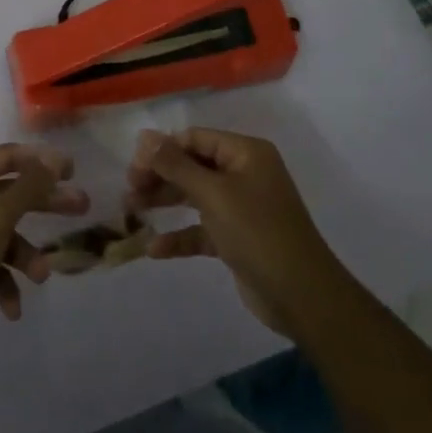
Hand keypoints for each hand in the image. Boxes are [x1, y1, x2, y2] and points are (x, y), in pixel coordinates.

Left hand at [0, 143, 89, 360]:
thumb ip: (29, 186)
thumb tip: (52, 157)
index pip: (7, 156)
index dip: (41, 161)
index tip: (73, 170)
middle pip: (9, 192)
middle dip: (44, 204)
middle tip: (81, 207)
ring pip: (2, 231)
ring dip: (24, 254)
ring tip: (41, 276)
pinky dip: (3, 280)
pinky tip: (12, 307)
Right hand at [126, 126, 350, 337]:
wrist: (302, 295)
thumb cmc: (257, 232)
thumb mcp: (213, 194)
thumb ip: (176, 165)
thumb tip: (144, 136)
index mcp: (246, 153)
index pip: (196, 139)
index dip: (163, 149)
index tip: (133, 168)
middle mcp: (245, 174)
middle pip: (193, 166)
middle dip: (160, 176)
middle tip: (129, 191)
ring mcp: (242, 207)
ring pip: (195, 196)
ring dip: (165, 203)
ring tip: (131, 212)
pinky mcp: (237, 238)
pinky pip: (202, 229)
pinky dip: (180, 236)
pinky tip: (154, 249)